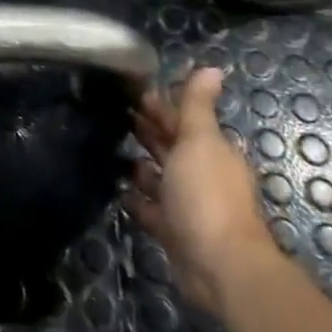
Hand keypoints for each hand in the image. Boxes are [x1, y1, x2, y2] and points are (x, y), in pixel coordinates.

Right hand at [124, 67, 280, 312]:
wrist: (219, 265)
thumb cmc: (207, 194)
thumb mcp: (200, 139)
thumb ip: (197, 105)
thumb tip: (212, 67)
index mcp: (211, 151)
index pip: (183, 120)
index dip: (159, 105)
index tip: (130, 90)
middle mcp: (201, 176)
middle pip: (172, 147)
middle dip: (148, 130)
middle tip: (114, 111)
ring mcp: (188, 206)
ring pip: (161, 178)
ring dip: (142, 165)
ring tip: (112, 147)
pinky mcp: (173, 232)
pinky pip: (151, 210)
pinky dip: (137, 199)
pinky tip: (118, 189)